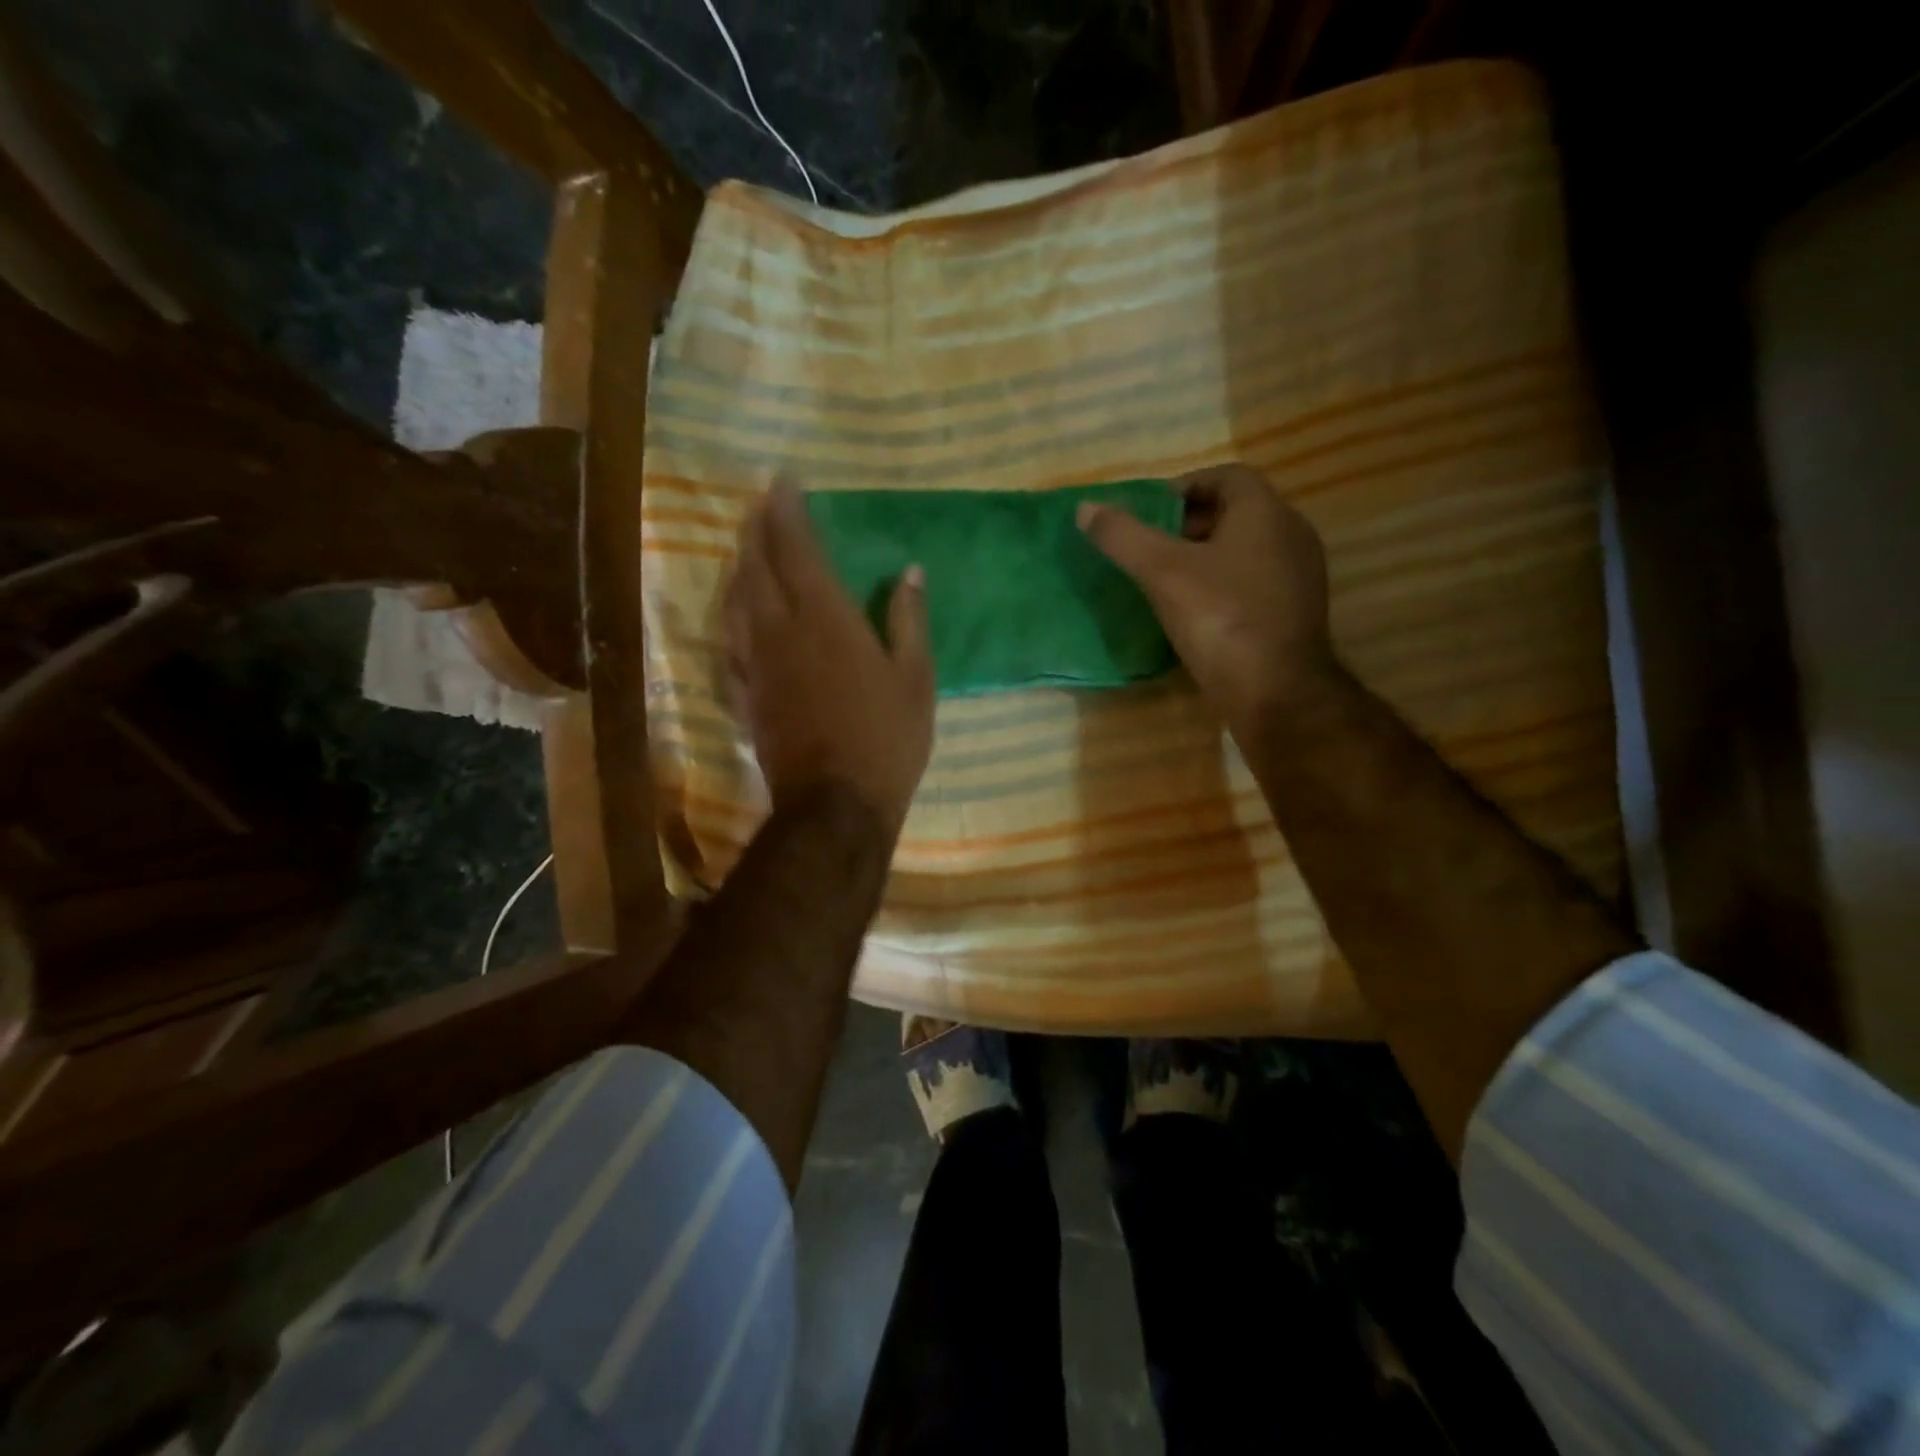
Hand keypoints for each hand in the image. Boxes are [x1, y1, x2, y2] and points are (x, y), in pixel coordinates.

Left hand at [725, 481, 934, 833]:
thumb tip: (910, 571)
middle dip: (757, 530)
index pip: (798, 550)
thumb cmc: (886, 739)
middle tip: (758, 505)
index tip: (783, 482)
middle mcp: (782, 630)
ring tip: (744, 548)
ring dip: (739, 567)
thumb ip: (909, 621)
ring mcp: (758, 663)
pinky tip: (734, 613)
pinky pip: (730, 642)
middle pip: (758, 567)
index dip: (788, 512)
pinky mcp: (747, 693)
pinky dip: (730, 616)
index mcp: (827, 619)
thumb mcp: (915, 679)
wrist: (835, 803)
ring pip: (736, 601)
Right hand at [1078, 463, 1334, 742]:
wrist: (1277, 693)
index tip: (1150, 511)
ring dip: (1208, 555)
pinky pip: (1255, 581)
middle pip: (1237, 512)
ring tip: (1167, 578)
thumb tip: (1085, 508)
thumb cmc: (1222, 619)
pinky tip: (1196, 610)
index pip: (1227, 475)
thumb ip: (1123, 537)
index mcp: (1265, 512)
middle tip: (1152, 545)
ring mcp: (1299, 576)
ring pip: (1247, 549)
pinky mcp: (1296, 612)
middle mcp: (1291, 534)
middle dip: (1191, 522)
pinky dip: (1224, 583)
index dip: (1185, 486)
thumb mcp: (1163, 573)